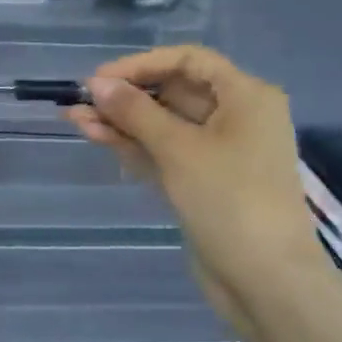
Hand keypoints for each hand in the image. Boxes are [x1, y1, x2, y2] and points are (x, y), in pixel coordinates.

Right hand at [64, 45, 327, 313]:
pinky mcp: (204, 182)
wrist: (265, 280)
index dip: (141, 64)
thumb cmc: (229, 200)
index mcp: (246, 97)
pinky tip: (97, 138)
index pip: (188, 61)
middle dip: (125, 96)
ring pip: (164, 125)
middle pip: (174, 92)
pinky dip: (134, 145)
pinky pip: (165, 152)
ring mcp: (220, 152)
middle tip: (79, 103)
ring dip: (122, 122)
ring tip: (75, 120)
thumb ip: (134, 111)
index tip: (100, 78)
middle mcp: (236, 117)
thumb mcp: (178, 148)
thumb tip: (96, 83)